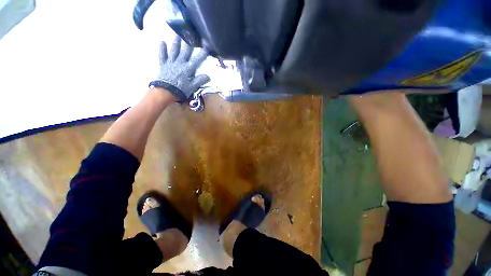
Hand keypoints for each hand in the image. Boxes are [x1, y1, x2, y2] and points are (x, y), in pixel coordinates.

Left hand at [150, 36, 209, 101]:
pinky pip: (162, 55)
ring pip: (174, 50)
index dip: (202, 53)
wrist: (165, 92)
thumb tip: (208, 76)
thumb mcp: (192, 87)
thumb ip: (200, 80)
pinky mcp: (163, 65)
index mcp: (188, 69)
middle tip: (191, 34)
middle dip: (189, 43)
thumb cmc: (180, 90)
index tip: (207, 46)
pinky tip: (162, 41)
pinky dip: (162, 49)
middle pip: (185, 52)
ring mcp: (171, 63)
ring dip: (176, 42)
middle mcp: (180, 63)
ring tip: (177, 33)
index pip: (197, 60)